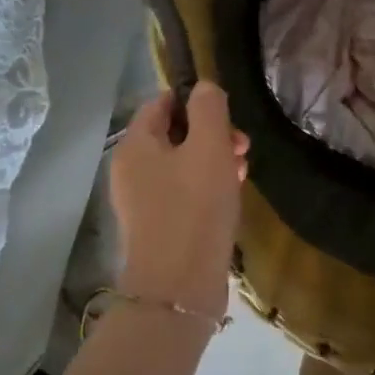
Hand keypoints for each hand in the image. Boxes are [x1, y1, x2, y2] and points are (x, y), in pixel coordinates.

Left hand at [110, 82, 249, 319]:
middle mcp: (131, 169)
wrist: (180, 285)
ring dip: (214, 161)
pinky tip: (230, 197)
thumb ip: (209, 109)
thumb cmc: (195, 207)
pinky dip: (207, 187)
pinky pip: (183, 192)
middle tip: (243, 148)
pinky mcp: (159, 225)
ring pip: (183, 164)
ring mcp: (143, 200)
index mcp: (136, 144)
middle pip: (174, 133)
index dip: (197, 101)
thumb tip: (204, 88)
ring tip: (242, 174)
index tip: (228, 117)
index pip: (162, 102)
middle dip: (213, 134)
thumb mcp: (209, 147)